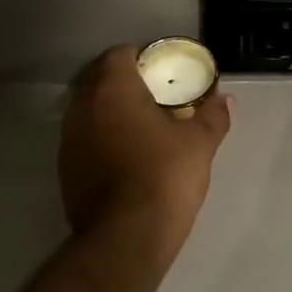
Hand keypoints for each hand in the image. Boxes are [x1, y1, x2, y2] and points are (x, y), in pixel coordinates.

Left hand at [59, 46, 230, 256]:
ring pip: (90, 112)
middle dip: (126, 84)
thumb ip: (213, 116)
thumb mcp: (200, 144)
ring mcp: (69, 140)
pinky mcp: (65, 170)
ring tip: (143, 128)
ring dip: (113, 113)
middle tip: (157, 98)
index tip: (164, 72)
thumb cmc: (165, 176)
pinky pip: (85, 141)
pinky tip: (128, 158)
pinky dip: (103, 140)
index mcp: (113, 90)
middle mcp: (82, 108)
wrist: (127, 236)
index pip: (120, 54)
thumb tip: (226, 100)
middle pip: (100, 81)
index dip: (143, 58)